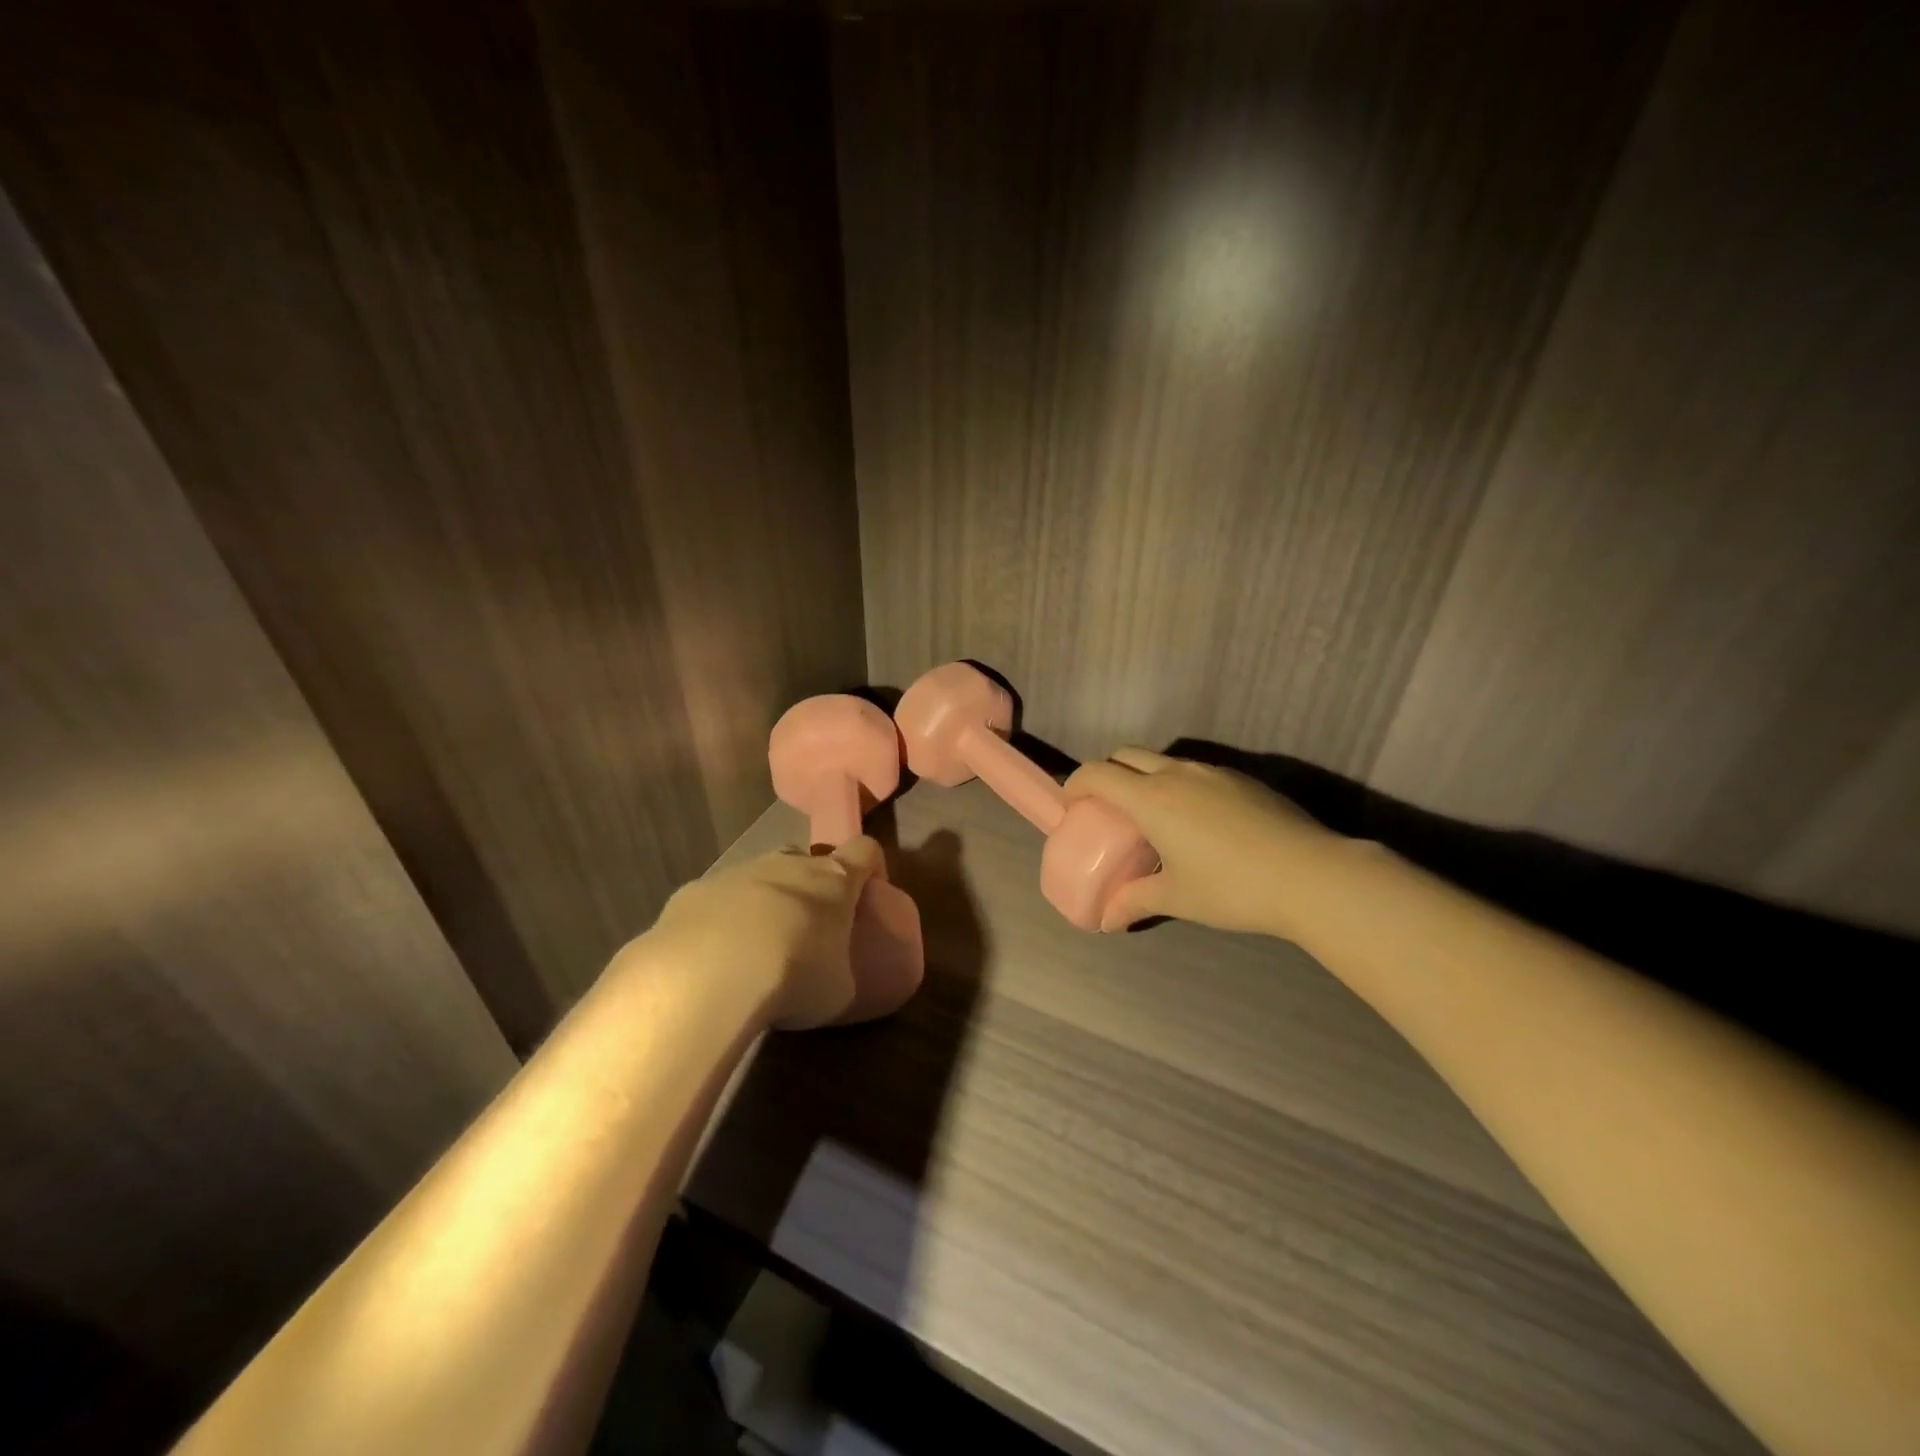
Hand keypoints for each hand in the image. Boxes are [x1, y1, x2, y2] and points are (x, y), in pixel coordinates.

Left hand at [647, 836, 907, 1028]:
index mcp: (834, 880)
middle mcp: (787, 864)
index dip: (870, 865)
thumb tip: (832, 973)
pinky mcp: (693, 891)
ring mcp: (737, 873)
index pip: (864, 850)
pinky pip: (714, 901)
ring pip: (757, 878)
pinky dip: (718, 922)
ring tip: (754, 951)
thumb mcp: (838, 989)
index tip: (869, 891)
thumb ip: (840, 969)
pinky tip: (711, 960)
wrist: (708, 975)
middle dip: (808, 887)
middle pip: (805, 860)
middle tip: (807, 927)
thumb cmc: (794, 976)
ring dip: (762, 904)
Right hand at [1063, 748, 1348, 938]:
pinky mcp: (1243, 779)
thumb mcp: (1177, 898)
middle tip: (1108, 808)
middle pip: (1126, 755)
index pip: (1097, 774)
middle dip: (1108, 773)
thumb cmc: (1231, 887)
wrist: (1311, 875)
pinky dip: (1179, 785)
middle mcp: (1177, 774)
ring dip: (1146, 778)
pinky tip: (1198, 822)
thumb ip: (1136, 901)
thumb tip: (1108, 918)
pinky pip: (1196, 772)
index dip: (1076, 784)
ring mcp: (1213, 772)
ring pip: (1164, 760)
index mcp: (1151, 798)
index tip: (1072, 806)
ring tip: (1154, 816)